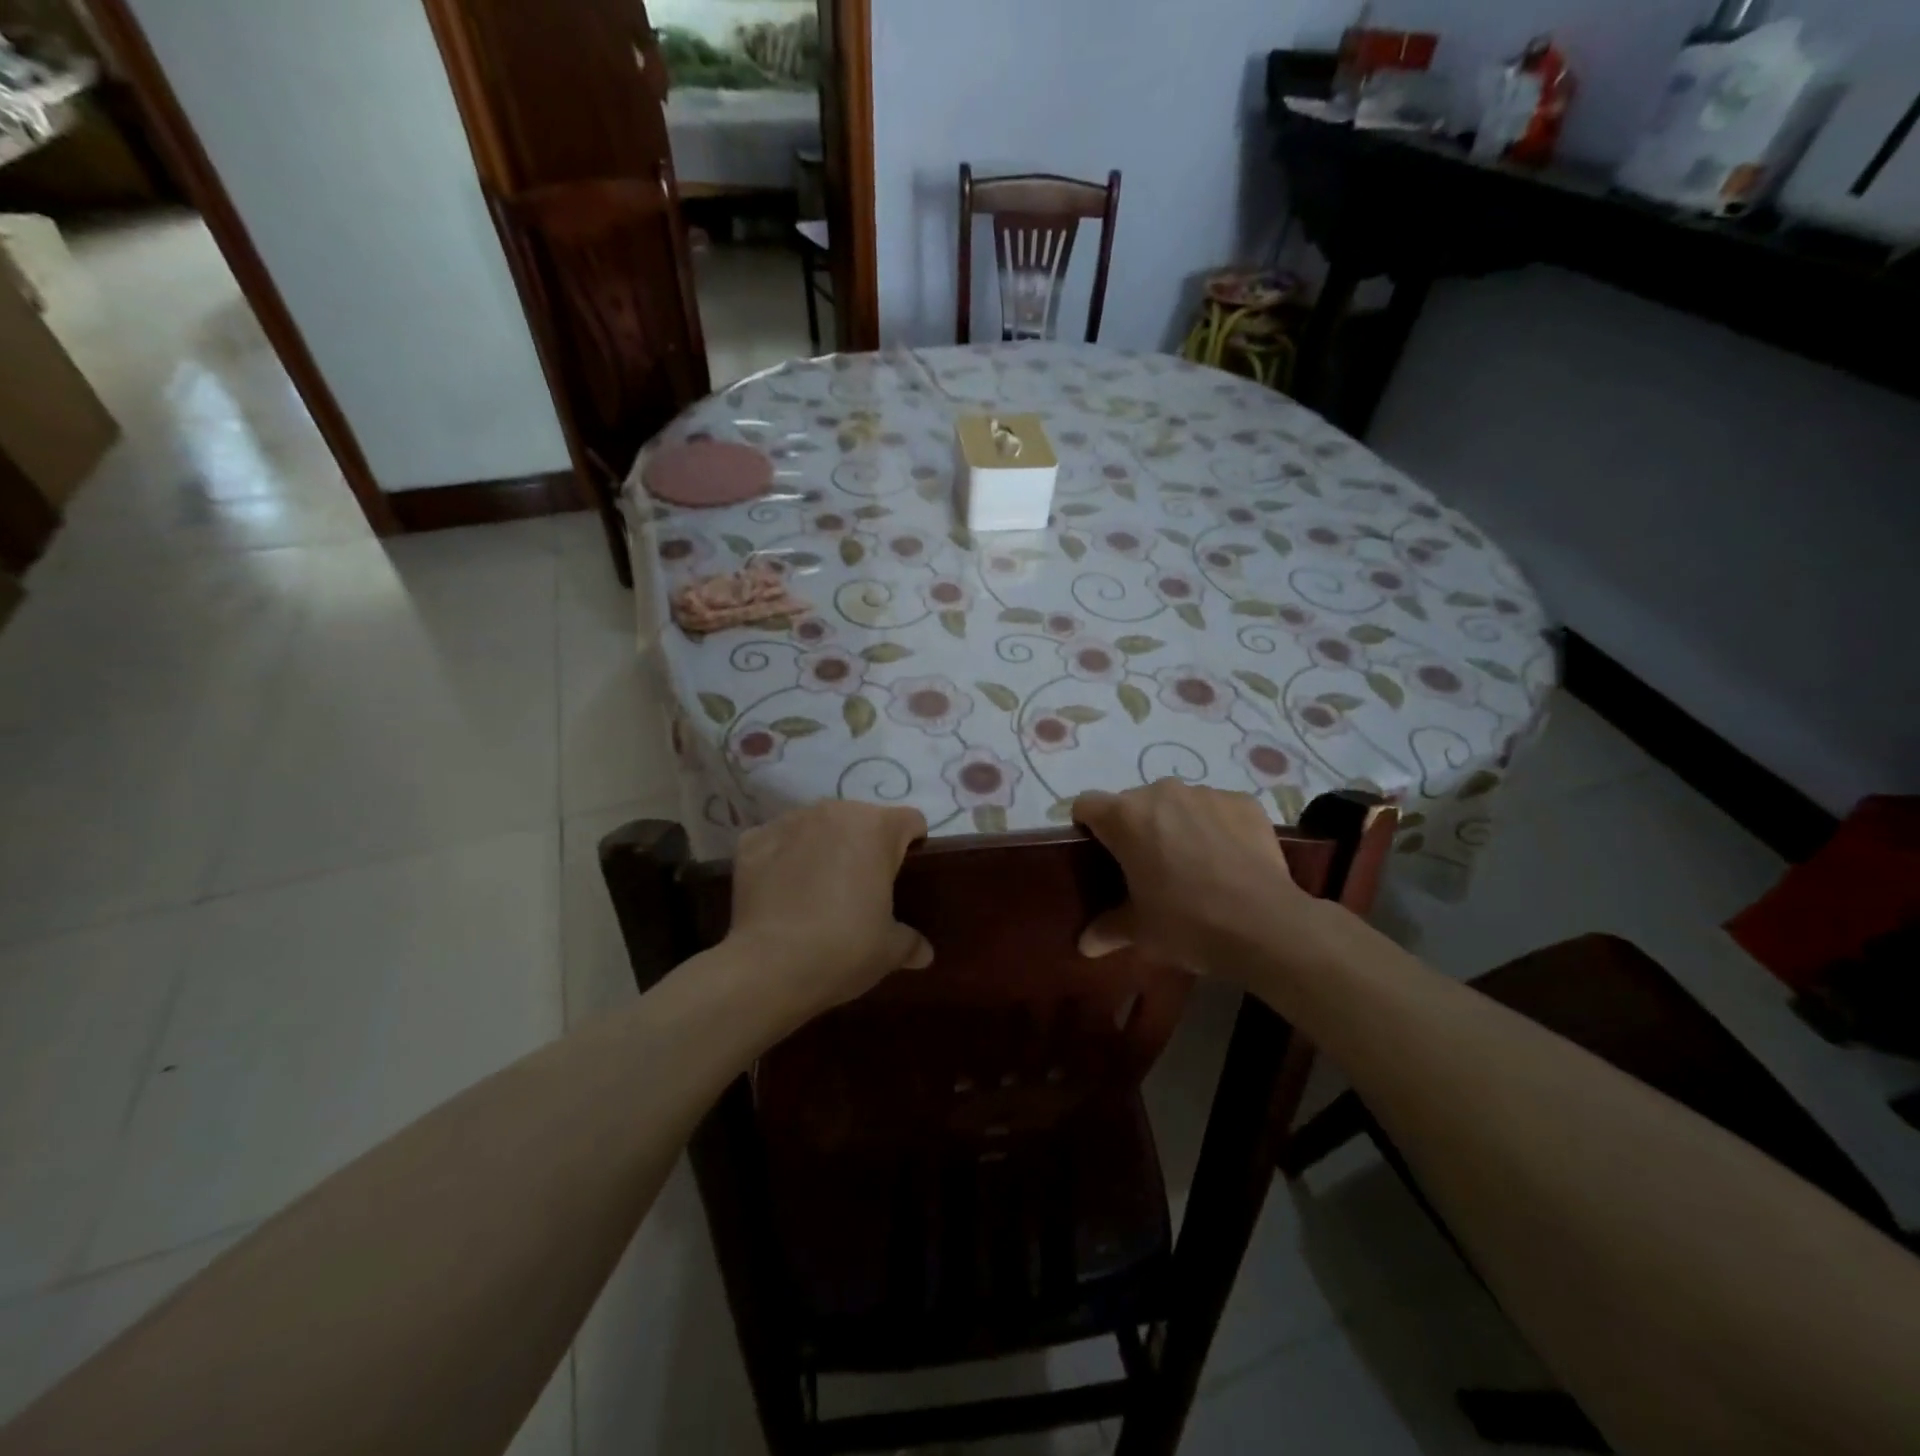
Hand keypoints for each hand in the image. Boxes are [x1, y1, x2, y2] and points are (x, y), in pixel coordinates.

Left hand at [725, 801, 932, 1018]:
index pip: (910, 821)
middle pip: (862, 819)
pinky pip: (778, 841)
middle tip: (861, 888)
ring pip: (818, 826)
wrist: (768, 967)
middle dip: (865, 846)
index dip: (912, 846)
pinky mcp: (752, 840)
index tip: (904, 876)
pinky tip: (782, 892)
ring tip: (817, 888)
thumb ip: (911, 941)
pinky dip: (783, 858)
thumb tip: (923, 952)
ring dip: (823, 847)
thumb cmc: (844, 948)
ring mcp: (789, 822)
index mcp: (877, 828)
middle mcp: (834, 811)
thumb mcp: (890, 950)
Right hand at [1072, 781, 1318, 982]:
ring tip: (1193, 864)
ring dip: (1176, 824)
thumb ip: (1107, 929)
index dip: (1087, 827)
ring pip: (1176, 803)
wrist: (1266, 925)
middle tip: (1147, 868)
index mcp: (1125, 817)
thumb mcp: (1140, 932)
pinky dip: (1215, 826)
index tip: (1099, 855)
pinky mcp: (1243, 802)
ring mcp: (1206, 793)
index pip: (1086, 805)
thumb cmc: (1188, 923)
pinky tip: (1228, 860)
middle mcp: (1161, 792)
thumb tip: (1084, 944)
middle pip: (1133, 803)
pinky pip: (1216, 808)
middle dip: (1135, 829)